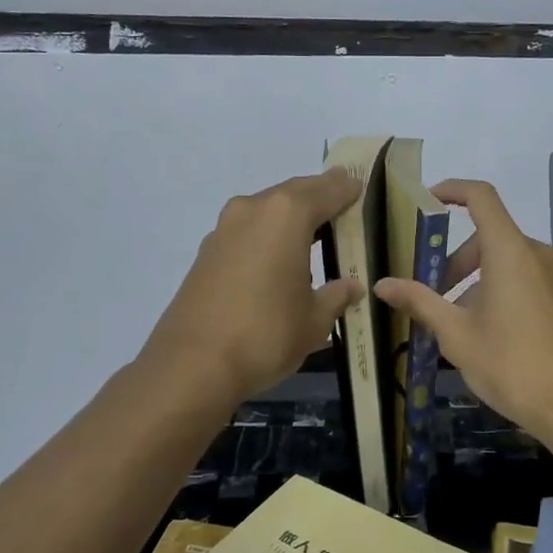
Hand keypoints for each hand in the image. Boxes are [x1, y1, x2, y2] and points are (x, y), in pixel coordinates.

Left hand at [143, 169, 364, 403]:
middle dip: (318, 195)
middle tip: (341, 201)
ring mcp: (224, 229)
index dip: (346, 189)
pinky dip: (267, 234)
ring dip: (290, 215)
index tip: (360, 186)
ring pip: (267, 210)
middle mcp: (254, 210)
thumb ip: (336, 296)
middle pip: (294, 193)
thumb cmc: (266, 335)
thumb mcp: (314, 320)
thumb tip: (351, 286)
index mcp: (287, 215)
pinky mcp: (206, 253)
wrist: (192, 365)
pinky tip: (278, 256)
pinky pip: (248, 231)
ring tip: (313, 230)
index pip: (327, 190)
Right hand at [373, 179, 552, 443]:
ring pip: (503, 260)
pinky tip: (482, 332)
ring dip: (472, 280)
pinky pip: (521, 278)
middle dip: (452, 261)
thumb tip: (382, 285)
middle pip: (487, 236)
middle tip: (428, 295)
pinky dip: (495, 289)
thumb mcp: (457, 334)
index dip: (452, 190)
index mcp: (510, 251)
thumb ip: (420, 302)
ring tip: (451, 322)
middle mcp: (535, 253)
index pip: (481, 197)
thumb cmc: (512, 364)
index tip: (425, 202)